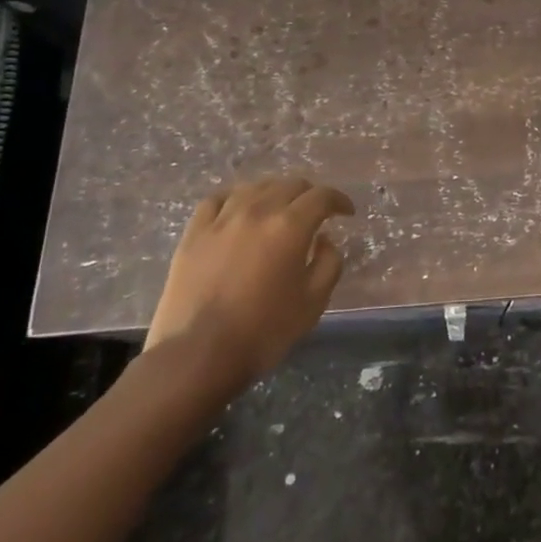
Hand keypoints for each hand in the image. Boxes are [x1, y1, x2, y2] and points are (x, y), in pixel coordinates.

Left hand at [143, 176, 352, 396]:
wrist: (198, 356)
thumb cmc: (264, 331)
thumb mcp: (314, 302)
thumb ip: (329, 263)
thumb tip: (323, 240)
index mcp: (290, 226)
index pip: (322, 196)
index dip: (339, 200)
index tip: (346, 212)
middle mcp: (258, 211)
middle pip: (290, 185)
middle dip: (310, 194)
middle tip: (316, 212)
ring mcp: (222, 220)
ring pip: (254, 187)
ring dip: (275, 192)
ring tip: (278, 208)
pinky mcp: (194, 234)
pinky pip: (217, 200)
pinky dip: (234, 198)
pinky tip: (238, 208)